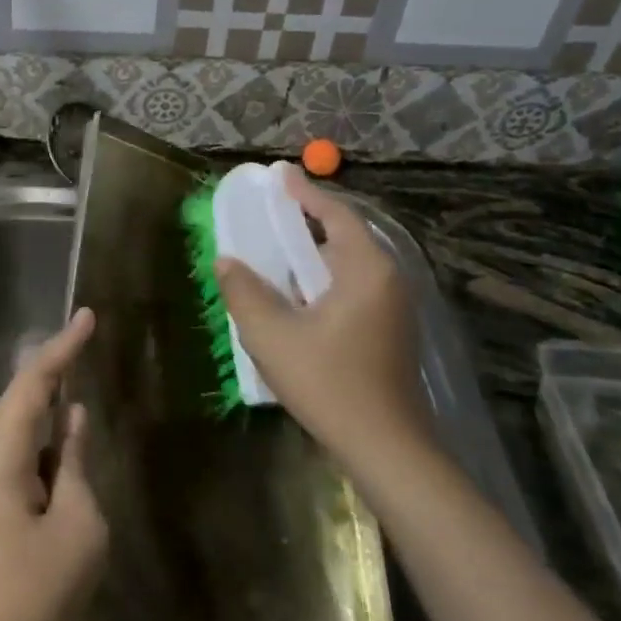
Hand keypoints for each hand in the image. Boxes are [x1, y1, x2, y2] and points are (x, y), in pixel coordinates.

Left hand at [0, 308, 107, 620]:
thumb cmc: (36, 587)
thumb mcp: (78, 522)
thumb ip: (74, 462)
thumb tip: (71, 420)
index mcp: (1, 450)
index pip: (35, 381)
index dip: (64, 347)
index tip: (89, 316)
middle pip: (21, 393)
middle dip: (55, 362)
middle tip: (87, 334)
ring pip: (17, 418)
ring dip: (47, 394)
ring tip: (77, 365)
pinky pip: (16, 445)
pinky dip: (41, 427)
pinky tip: (62, 423)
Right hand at [216, 167, 429, 463]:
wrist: (385, 447)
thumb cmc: (328, 383)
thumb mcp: (272, 335)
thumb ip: (244, 291)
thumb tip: (227, 260)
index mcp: (366, 270)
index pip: (336, 214)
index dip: (305, 193)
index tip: (280, 174)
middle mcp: (387, 280)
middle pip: (344, 238)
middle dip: (306, 224)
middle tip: (270, 216)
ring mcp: (394, 308)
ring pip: (348, 267)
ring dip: (313, 257)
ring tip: (276, 256)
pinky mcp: (390, 333)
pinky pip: (353, 290)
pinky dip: (323, 282)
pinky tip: (298, 300)